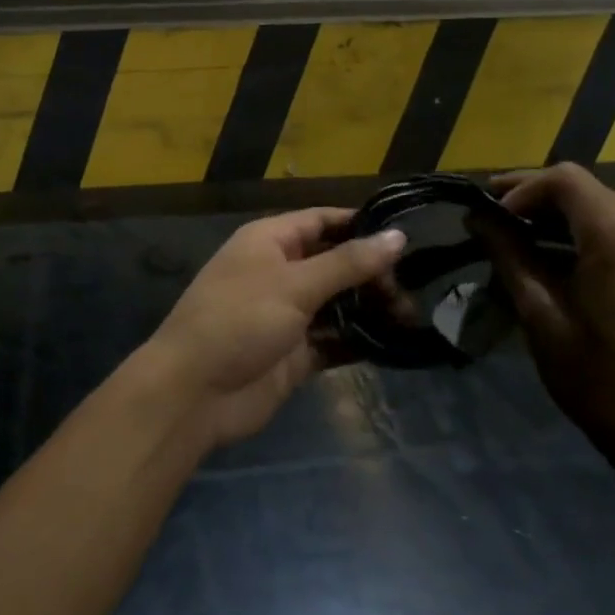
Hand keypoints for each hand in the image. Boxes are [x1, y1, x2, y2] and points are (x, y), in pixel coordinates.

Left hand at [145, 209, 404, 447]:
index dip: (360, 223)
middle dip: (372, 270)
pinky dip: (359, 340)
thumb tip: (397, 235)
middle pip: (333, 262)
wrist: (194, 393)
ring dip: (370, 307)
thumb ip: (348, 262)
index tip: (406, 232)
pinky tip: (396, 343)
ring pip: (336, 303)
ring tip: (416, 312)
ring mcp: (286, 314)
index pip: (322, 221)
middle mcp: (279, 272)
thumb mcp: (295, 284)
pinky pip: (333, 340)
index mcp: (270, 242)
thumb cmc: (239, 320)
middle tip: (420, 282)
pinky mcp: (294, 354)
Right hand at [479, 165, 614, 482]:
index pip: (564, 180)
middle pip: (583, 189)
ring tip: (514, 239)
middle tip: (490, 220)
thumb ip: (508, 255)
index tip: (488, 216)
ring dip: (556, 215)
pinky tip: (553, 257)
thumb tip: (477, 217)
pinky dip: (581, 233)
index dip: (519, 189)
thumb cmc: (599, 380)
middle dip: (533, 198)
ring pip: (600, 206)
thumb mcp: (540, 315)